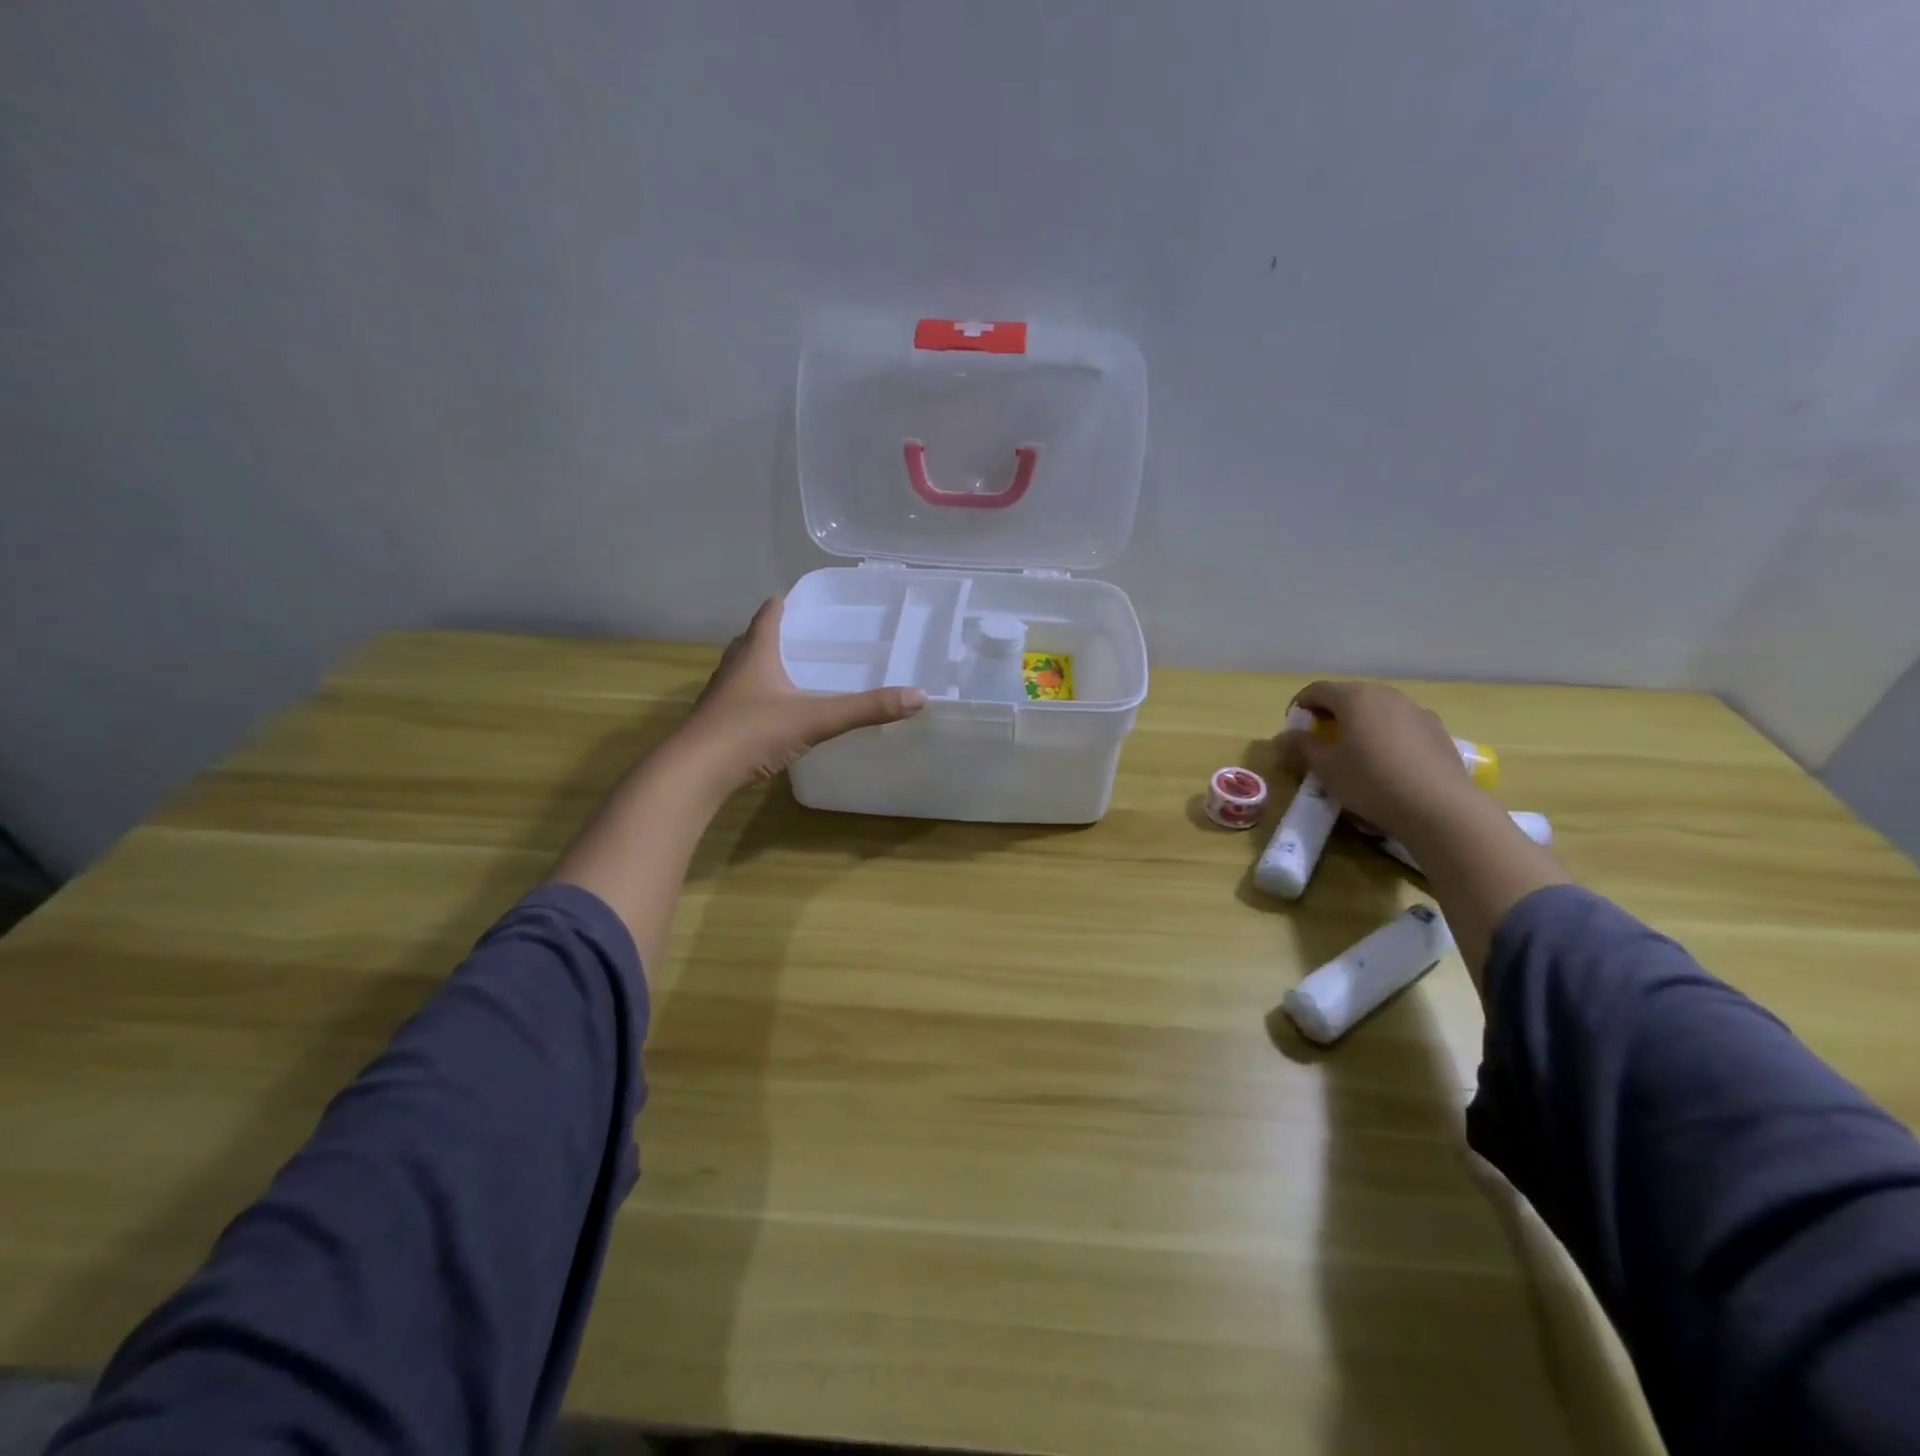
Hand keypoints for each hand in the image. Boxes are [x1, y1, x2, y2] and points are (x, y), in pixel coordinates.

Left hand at [674, 597, 926, 793]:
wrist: (695, 773)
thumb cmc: (752, 732)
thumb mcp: (816, 718)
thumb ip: (865, 709)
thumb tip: (918, 697)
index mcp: (755, 653)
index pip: (769, 614)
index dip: (786, 604)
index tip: (806, 601)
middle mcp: (734, 667)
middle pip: (753, 639)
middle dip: (777, 634)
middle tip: (809, 638)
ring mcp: (721, 696)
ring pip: (744, 670)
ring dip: (765, 666)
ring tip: (795, 672)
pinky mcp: (717, 723)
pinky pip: (741, 699)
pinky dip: (759, 697)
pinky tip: (776, 713)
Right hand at [1274, 680, 1477, 839]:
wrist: (1440, 807)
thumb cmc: (1371, 781)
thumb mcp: (1325, 768)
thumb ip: (1301, 747)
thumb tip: (1283, 737)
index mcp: (1354, 697)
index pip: (1317, 690)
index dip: (1300, 706)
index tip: (1294, 729)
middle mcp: (1386, 695)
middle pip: (1349, 696)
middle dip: (1331, 714)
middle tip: (1321, 741)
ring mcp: (1416, 711)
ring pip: (1378, 710)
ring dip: (1360, 724)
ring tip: (1355, 754)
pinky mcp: (1438, 731)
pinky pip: (1401, 726)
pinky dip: (1386, 736)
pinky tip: (1387, 765)